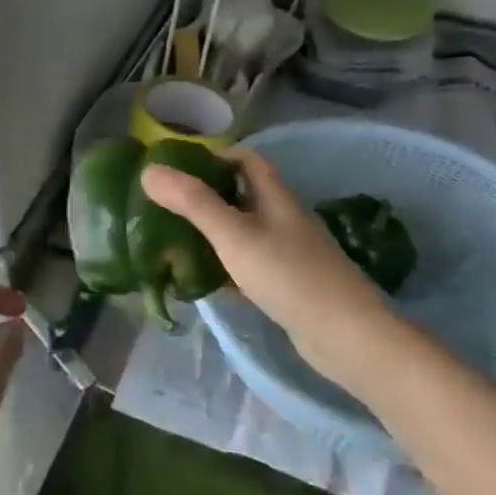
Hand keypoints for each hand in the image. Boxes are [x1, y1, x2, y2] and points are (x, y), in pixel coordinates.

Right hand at [140, 149, 399, 393]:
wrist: (346, 337)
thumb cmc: (288, 276)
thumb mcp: (233, 235)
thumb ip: (192, 203)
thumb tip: (149, 170)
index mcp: (276, 198)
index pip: (246, 161)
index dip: (215, 157)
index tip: (178, 168)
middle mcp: (284, 220)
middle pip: (242, 196)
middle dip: (206, 197)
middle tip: (166, 206)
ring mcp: (288, 254)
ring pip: (244, 233)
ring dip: (213, 234)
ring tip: (174, 241)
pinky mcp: (288, 286)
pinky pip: (249, 266)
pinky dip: (225, 267)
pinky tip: (203, 281)